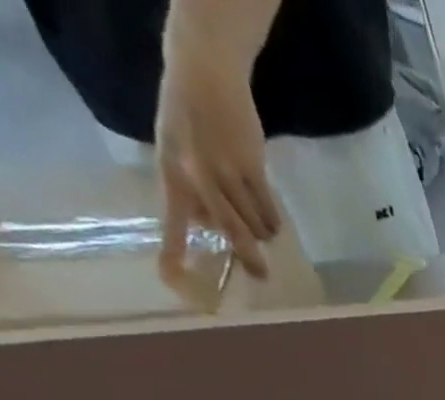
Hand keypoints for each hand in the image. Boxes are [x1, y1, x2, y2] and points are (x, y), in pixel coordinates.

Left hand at [153, 51, 280, 278]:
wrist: (205, 73)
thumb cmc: (190, 117)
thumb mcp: (177, 152)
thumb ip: (191, 190)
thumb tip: (213, 228)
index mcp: (172, 173)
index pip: (171, 220)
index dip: (173, 251)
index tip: (172, 281)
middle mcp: (196, 175)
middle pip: (229, 232)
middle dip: (248, 257)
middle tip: (261, 276)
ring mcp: (225, 172)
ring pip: (253, 224)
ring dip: (262, 231)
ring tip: (263, 227)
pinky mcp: (251, 167)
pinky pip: (269, 210)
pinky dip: (273, 219)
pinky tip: (271, 216)